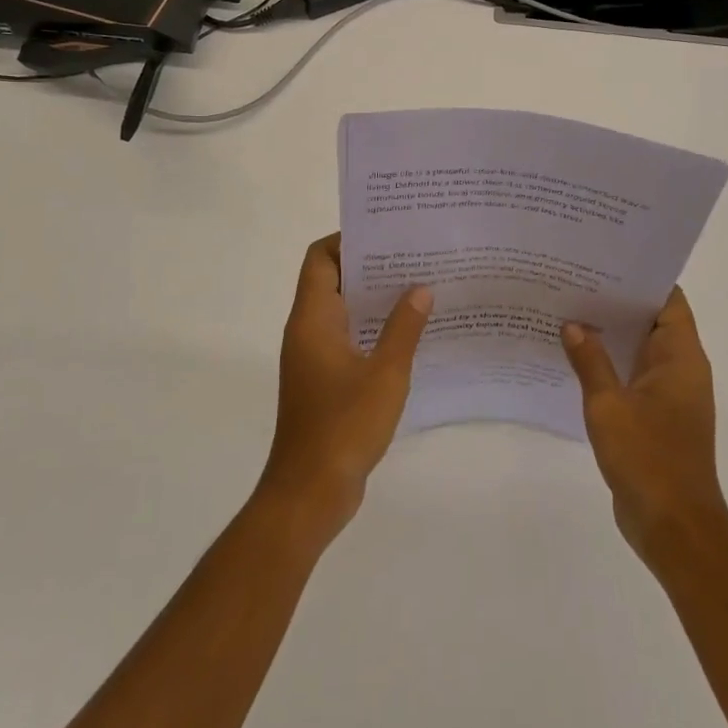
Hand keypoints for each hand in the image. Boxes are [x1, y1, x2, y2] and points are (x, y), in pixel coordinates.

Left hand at [259, 234, 432, 541]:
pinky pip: (347, 339)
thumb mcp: (385, 374)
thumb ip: (404, 328)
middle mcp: (307, 330)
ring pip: (342, 311)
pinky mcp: (324, 381)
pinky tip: (409, 335)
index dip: (348, 240)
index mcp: (312, 319)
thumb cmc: (344, 426)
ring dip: (374, 300)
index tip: (387, 234)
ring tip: (419, 288)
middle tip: (413, 257)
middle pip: (332, 280)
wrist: (310, 493)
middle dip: (369, 266)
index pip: (320, 258)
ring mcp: (314, 357)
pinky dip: (372, 330)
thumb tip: (420, 288)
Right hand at [562, 288, 727, 564]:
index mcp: (681, 357)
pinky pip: (633, 376)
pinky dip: (610, 364)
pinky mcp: (658, 417)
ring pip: (640, 349)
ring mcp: (670, 395)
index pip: (668, 300)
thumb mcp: (608, 405)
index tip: (605, 260)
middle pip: (652, 320)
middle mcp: (681, 369)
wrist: (674, 528)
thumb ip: (590, 361)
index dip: (641, 277)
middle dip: (616, 302)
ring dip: (610, 334)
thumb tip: (573, 324)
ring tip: (568, 311)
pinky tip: (575, 359)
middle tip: (575, 280)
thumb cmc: (647, 459)